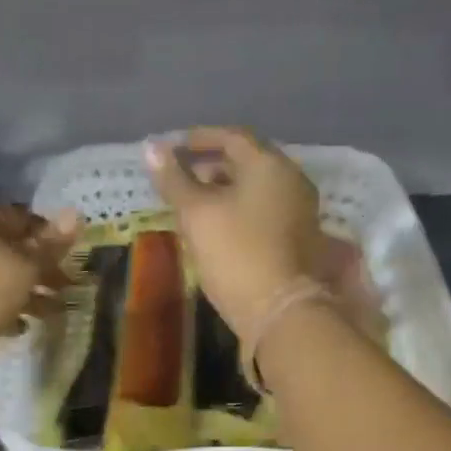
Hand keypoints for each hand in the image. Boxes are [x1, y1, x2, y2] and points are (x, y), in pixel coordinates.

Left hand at [0, 205, 79, 349]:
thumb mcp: (27, 267)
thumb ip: (51, 244)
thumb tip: (76, 214)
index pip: (22, 217)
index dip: (50, 235)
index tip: (70, 256)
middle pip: (9, 248)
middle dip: (40, 269)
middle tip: (65, 287)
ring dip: (26, 291)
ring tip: (50, 312)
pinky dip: (3, 306)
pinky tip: (19, 326)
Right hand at [144, 127, 321, 334]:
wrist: (281, 312)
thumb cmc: (236, 255)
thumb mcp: (197, 215)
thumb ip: (174, 180)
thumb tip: (151, 148)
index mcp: (269, 164)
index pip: (232, 137)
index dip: (199, 139)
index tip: (172, 149)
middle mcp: (291, 180)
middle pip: (247, 163)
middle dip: (211, 166)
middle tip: (180, 179)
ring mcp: (300, 211)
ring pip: (256, 190)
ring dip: (224, 191)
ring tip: (193, 206)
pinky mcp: (299, 240)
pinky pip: (264, 212)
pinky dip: (239, 211)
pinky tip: (218, 229)